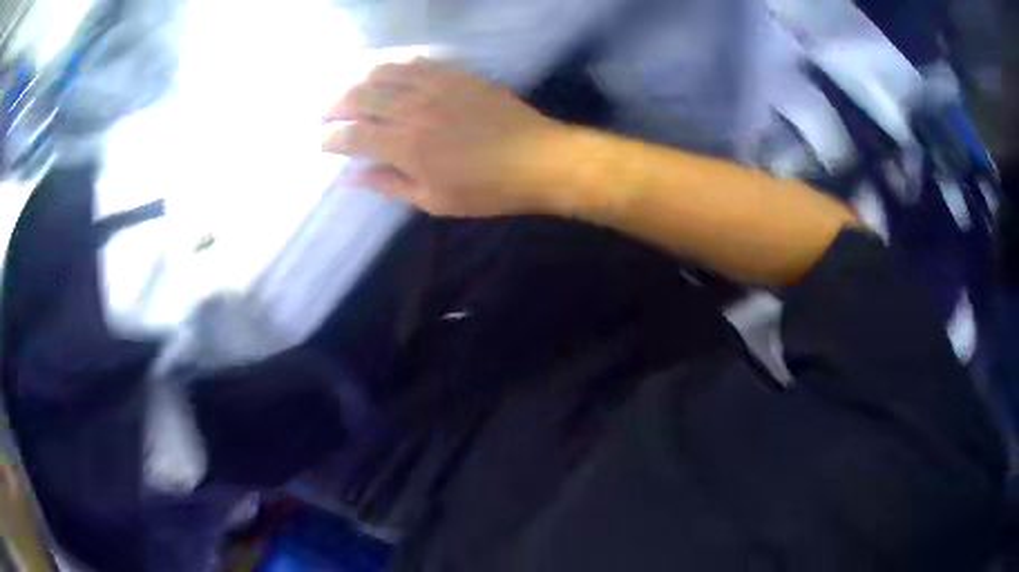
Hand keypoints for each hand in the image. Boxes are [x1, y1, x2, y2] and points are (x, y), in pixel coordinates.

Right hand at [323, 58, 567, 216]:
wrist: (537, 159)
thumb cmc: (485, 189)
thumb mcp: (433, 200)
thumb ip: (388, 184)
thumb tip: (349, 178)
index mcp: (405, 146)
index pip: (351, 136)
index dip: (329, 139)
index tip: (320, 143)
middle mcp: (412, 109)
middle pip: (358, 97)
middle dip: (332, 106)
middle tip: (323, 115)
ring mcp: (434, 85)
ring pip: (382, 72)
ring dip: (355, 80)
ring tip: (345, 91)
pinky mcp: (454, 74)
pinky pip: (414, 60)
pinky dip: (391, 64)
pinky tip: (383, 71)